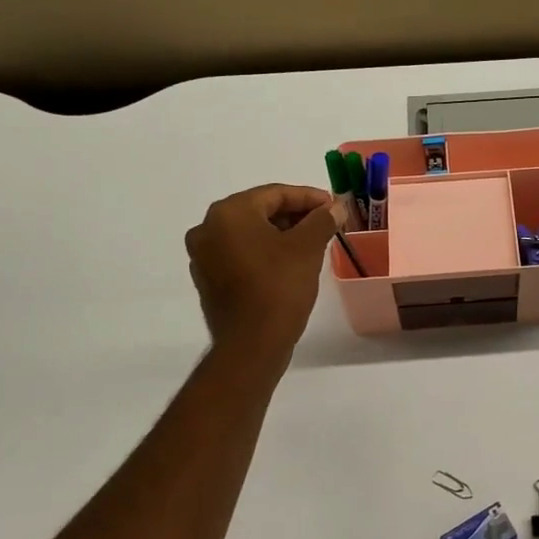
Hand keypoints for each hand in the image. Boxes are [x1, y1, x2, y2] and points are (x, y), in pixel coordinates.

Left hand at [185, 185, 337, 356]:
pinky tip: (288, 263)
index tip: (333, 205)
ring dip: (280, 234)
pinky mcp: (208, 279)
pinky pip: (240, 254)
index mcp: (229, 213)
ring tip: (312, 242)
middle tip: (325, 223)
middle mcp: (208, 228)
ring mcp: (203, 256)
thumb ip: (322, 220)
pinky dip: (264, 252)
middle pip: (259, 211)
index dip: (308, 197)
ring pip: (249, 233)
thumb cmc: (279, 287)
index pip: (274, 193)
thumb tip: (335, 208)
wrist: (251, 344)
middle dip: (295, 215)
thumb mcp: (308, 248)